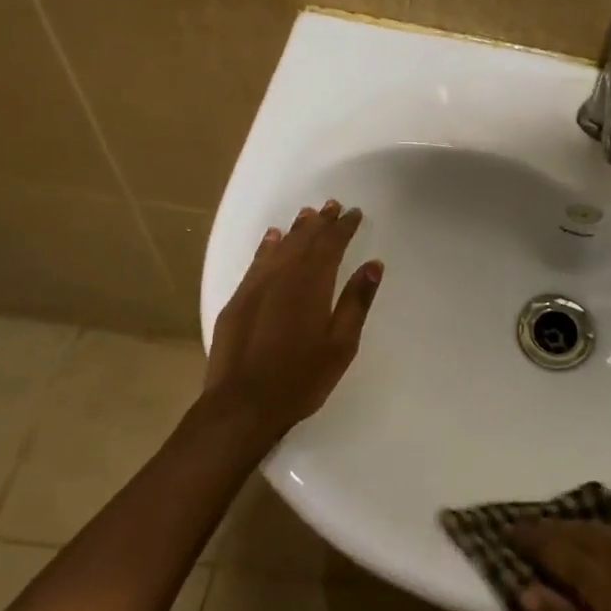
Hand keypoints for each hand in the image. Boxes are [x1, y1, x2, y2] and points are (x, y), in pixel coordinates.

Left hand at [200, 199, 382, 434]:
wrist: (241, 405)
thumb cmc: (301, 378)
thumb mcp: (341, 344)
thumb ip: (357, 301)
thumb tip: (373, 264)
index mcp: (312, 285)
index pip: (331, 246)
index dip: (343, 228)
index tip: (354, 213)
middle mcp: (282, 277)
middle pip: (305, 241)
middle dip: (321, 222)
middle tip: (333, 205)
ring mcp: (255, 288)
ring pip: (280, 247)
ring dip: (296, 229)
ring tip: (308, 214)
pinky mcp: (237, 302)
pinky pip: (256, 262)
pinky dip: (267, 246)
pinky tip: (272, 237)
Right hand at [512, 517, 610, 610]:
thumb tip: (524, 590)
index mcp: (604, 575)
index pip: (554, 546)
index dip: (529, 536)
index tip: (507, 529)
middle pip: (580, 528)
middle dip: (553, 528)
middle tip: (533, 530)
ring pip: (609, 523)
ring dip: (586, 527)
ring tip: (571, 533)